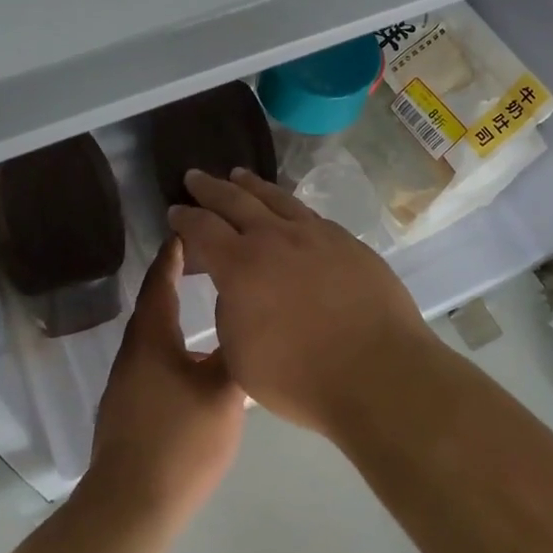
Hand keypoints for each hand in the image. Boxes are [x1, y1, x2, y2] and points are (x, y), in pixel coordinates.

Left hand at [86, 238, 244, 527]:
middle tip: (205, 259)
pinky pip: (150, 356)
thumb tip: (245, 321)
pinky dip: (170, 340)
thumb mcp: (222, 394)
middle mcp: (133, 350)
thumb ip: (234, 353)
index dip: (174, 253)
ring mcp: (125, 380)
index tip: (189, 229)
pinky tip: (189, 354)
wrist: (131, 505)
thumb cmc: (180, 441)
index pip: (161, 280)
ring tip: (201, 300)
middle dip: (175, 277)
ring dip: (172, 310)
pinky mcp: (127, 405)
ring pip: (152, 332)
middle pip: (154, 302)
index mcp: (152, 337)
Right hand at [168, 169, 431, 436]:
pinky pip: (308, 214)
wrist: (378, 372)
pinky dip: (287, 205)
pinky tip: (288, 208)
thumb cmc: (300, 377)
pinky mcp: (347, 242)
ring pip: (276, 198)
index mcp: (240, 265)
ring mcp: (315, 235)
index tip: (174, 211)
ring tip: (238, 175)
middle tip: (195, 176)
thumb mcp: (241, 356)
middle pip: (235, 200)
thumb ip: (231, 313)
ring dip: (252, 185)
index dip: (185, 218)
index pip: (202, 229)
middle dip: (210, 188)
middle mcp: (275, 238)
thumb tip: (237, 289)